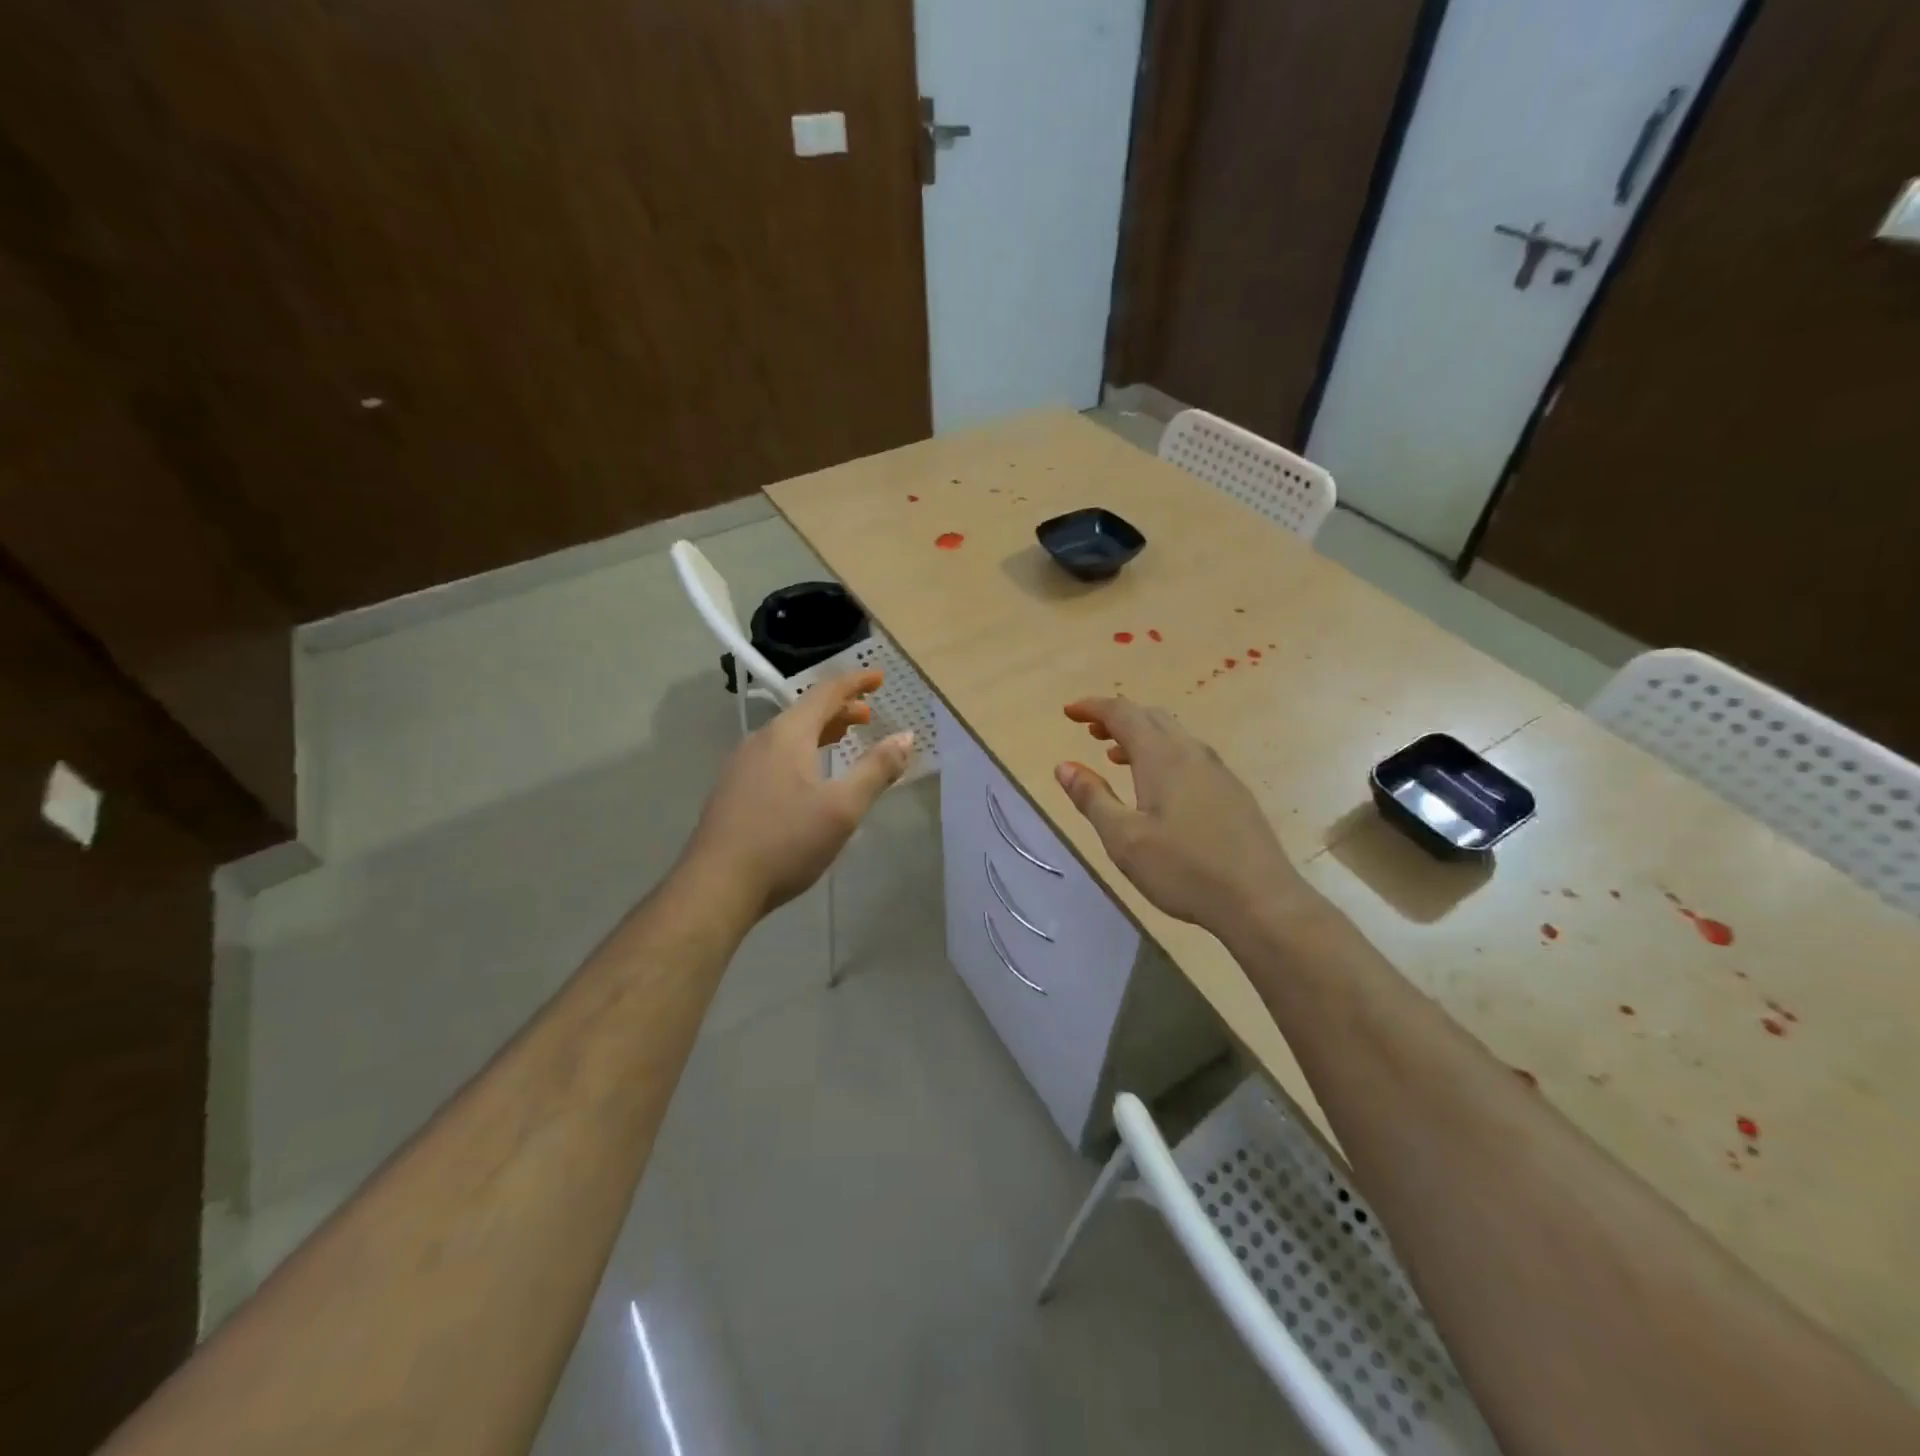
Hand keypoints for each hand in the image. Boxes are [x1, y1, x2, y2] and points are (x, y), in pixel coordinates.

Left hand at [684, 670, 912, 917]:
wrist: (717, 885)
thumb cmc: (786, 841)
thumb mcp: (842, 807)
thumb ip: (877, 769)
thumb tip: (906, 737)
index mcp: (787, 735)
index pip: (826, 693)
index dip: (855, 683)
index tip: (879, 678)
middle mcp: (760, 741)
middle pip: (805, 712)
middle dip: (840, 710)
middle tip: (869, 716)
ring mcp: (742, 766)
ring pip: (788, 736)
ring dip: (820, 732)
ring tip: (842, 741)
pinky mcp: (733, 791)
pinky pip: (775, 756)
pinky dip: (801, 752)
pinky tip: (807, 779)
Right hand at [1056, 697, 1310, 935]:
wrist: (1261, 900)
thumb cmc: (1183, 869)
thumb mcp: (1123, 838)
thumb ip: (1092, 798)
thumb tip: (1064, 766)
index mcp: (1162, 756)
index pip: (1122, 713)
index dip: (1093, 708)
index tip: (1068, 712)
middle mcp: (1192, 753)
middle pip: (1150, 716)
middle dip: (1116, 717)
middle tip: (1089, 731)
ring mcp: (1218, 771)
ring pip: (1173, 735)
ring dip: (1140, 736)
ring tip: (1115, 756)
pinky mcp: (1232, 792)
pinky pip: (1189, 755)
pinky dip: (1162, 754)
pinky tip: (1157, 787)